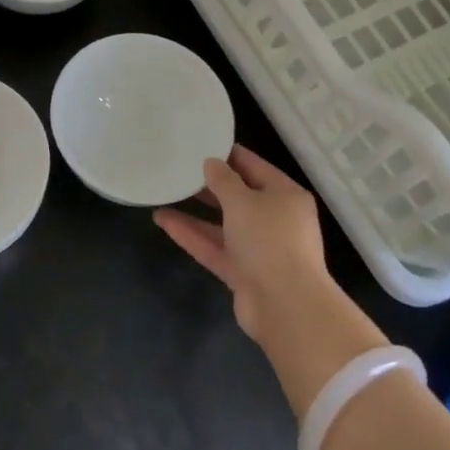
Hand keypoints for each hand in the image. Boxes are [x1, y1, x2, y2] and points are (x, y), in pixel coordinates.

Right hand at [152, 145, 335, 343]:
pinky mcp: (242, 272)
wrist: (285, 305)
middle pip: (239, 196)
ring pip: (224, 224)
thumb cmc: (269, 239)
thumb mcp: (243, 201)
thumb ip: (224, 180)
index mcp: (286, 195)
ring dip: (196, 212)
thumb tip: (211, 163)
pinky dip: (192, 235)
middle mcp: (276, 219)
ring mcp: (259, 248)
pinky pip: (215, 247)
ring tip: (166, 194)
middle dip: (211, 185)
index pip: (255, 167)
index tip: (201, 143)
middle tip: (180, 169)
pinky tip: (164, 221)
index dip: (228, 155)